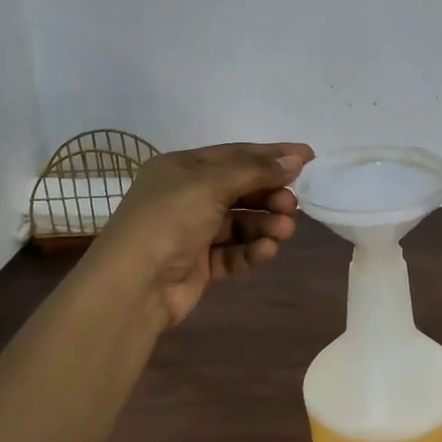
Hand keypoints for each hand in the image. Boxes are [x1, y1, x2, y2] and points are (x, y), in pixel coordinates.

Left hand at [80, 142, 314, 329]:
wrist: (132, 286)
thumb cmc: (168, 221)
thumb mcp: (210, 185)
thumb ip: (255, 171)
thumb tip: (296, 159)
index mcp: (181, 168)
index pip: (235, 155)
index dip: (272, 155)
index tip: (309, 157)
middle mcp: (186, 196)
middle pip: (241, 189)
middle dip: (269, 194)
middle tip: (292, 204)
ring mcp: (193, 232)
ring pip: (240, 222)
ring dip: (264, 224)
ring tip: (284, 231)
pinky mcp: (200, 264)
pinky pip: (234, 252)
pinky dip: (252, 250)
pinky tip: (267, 251)